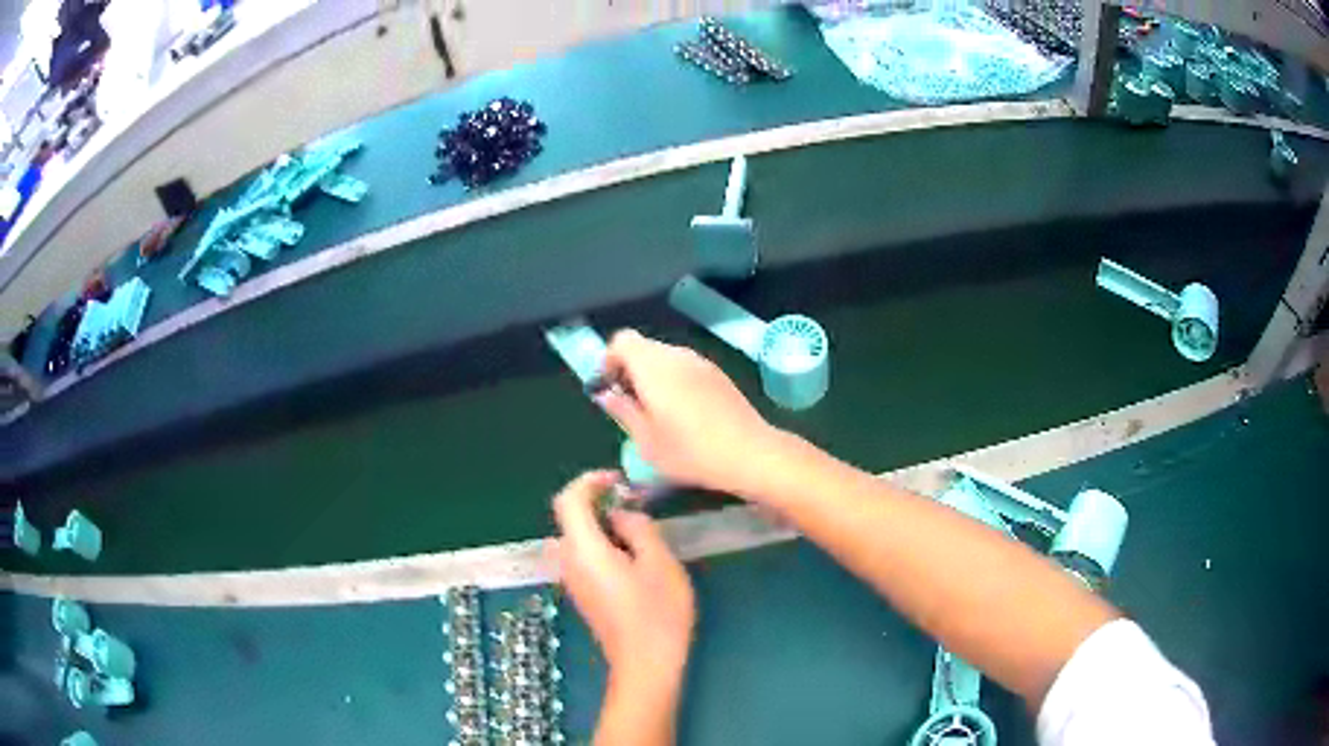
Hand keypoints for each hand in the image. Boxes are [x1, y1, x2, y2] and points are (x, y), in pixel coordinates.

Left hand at [552, 471, 695, 688]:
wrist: (645, 663)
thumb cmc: (657, 613)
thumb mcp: (659, 562)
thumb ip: (638, 528)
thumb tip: (621, 514)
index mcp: (583, 549)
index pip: (568, 500)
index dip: (589, 481)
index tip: (618, 481)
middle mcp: (568, 562)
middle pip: (570, 519)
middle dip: (597, 503)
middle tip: (633, 504)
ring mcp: (572, 580)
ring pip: (576, 538)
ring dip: (600, 525)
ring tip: (637, 530)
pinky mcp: (582, 594)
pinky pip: (582, 556)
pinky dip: (600, 544)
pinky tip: (630, 556)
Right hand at [597, 329, 780, 495]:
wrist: (749, 453)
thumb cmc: (690, 452)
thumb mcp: (646, 440)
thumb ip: (623, 411)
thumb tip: (606, 394)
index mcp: (653, 367)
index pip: (622, 341)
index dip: (609, 360)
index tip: (609, 389)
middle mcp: (677, 355)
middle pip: (643, 347)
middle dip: (629, 370)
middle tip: (629, 405)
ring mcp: (701, 362)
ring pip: (666, 357)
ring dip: (653, 376)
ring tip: (655, 413)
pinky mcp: (718, 374)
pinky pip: (686, 367)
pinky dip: (674, 381)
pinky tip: (683, 414)